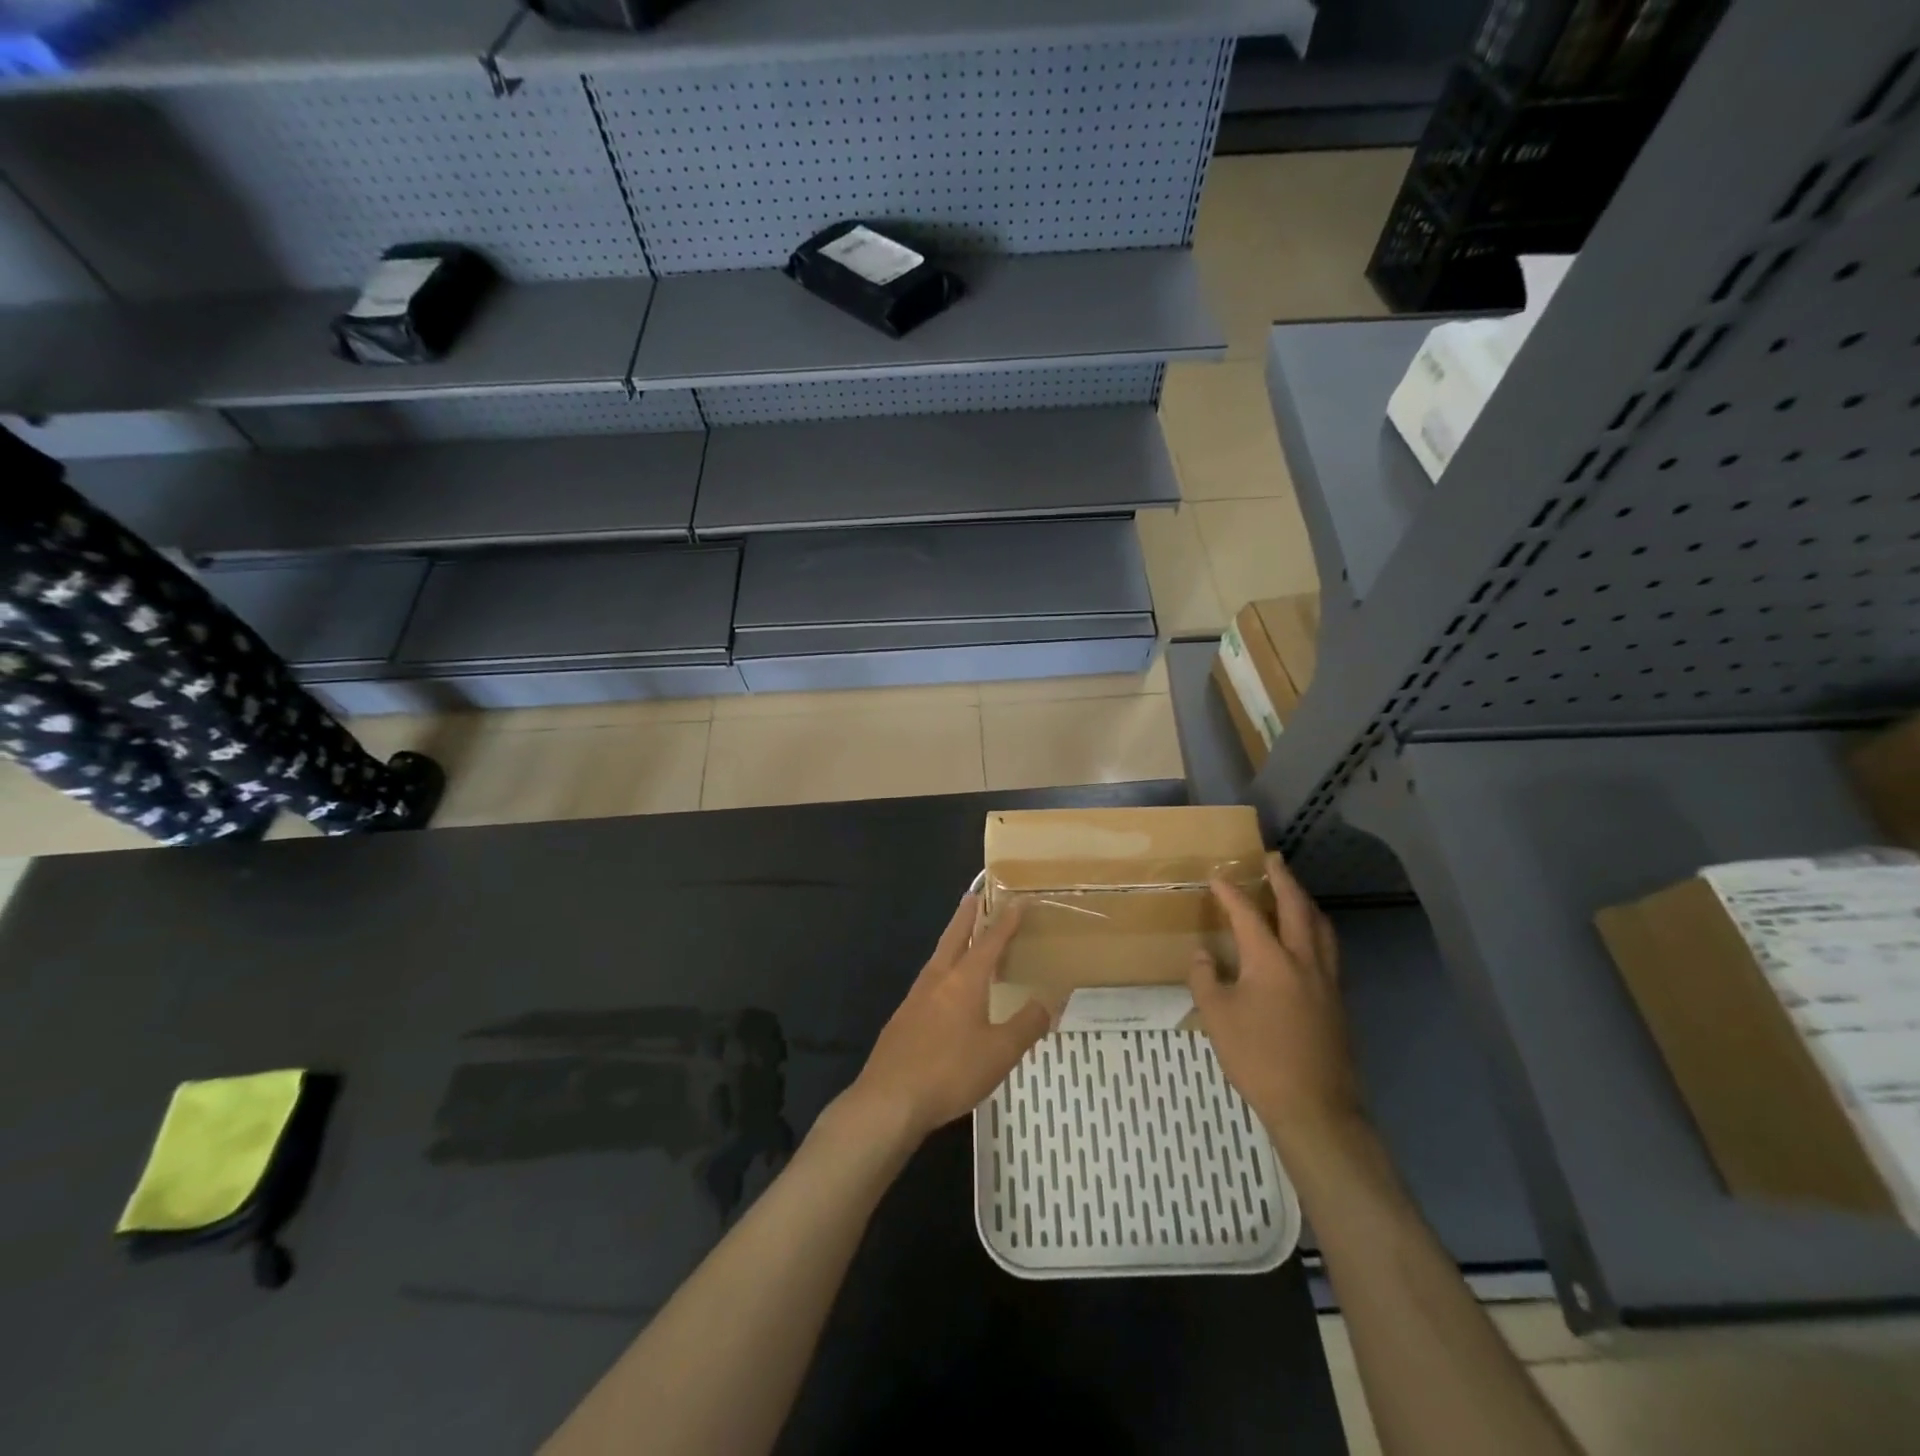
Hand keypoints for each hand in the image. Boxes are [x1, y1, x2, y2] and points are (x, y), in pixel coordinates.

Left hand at [842, 894, 1048, 1145]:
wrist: (889, 1099)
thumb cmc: (950, 1072)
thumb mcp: (1000, 1053)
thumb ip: (1027, 1025)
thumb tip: (1048, 1001)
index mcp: (964, 980)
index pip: (990, 941)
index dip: (1006, 921)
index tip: (1017, 900)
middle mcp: (938, 979)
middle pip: (954, 937)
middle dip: (966, 915)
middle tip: (974, 894)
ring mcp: (915, 997)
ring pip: (938, 957)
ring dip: (952, 940)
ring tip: (962, 936)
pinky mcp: (903, 1018)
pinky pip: (929, 981)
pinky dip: (942, 969)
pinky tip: (944, 987)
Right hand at [1188, 853, 1365, 1156]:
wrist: (1314, 1107)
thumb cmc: (1258, 1058)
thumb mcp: (1217, 1017)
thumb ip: (1206, 979)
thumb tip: (1204, 955)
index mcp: (1271, 960)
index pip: (1248, 914)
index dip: (1230, 892)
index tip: (1217, 876)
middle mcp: (1304, 961)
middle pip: (1297, 908)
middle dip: (1283, 879)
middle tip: (1272, 859)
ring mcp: (1327, 981)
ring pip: (1322, 927)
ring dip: (1306, 902)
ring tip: (1294, 891)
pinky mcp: (1338, 1001)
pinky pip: (1330, 950)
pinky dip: (1317, 930)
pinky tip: (1309, 940)